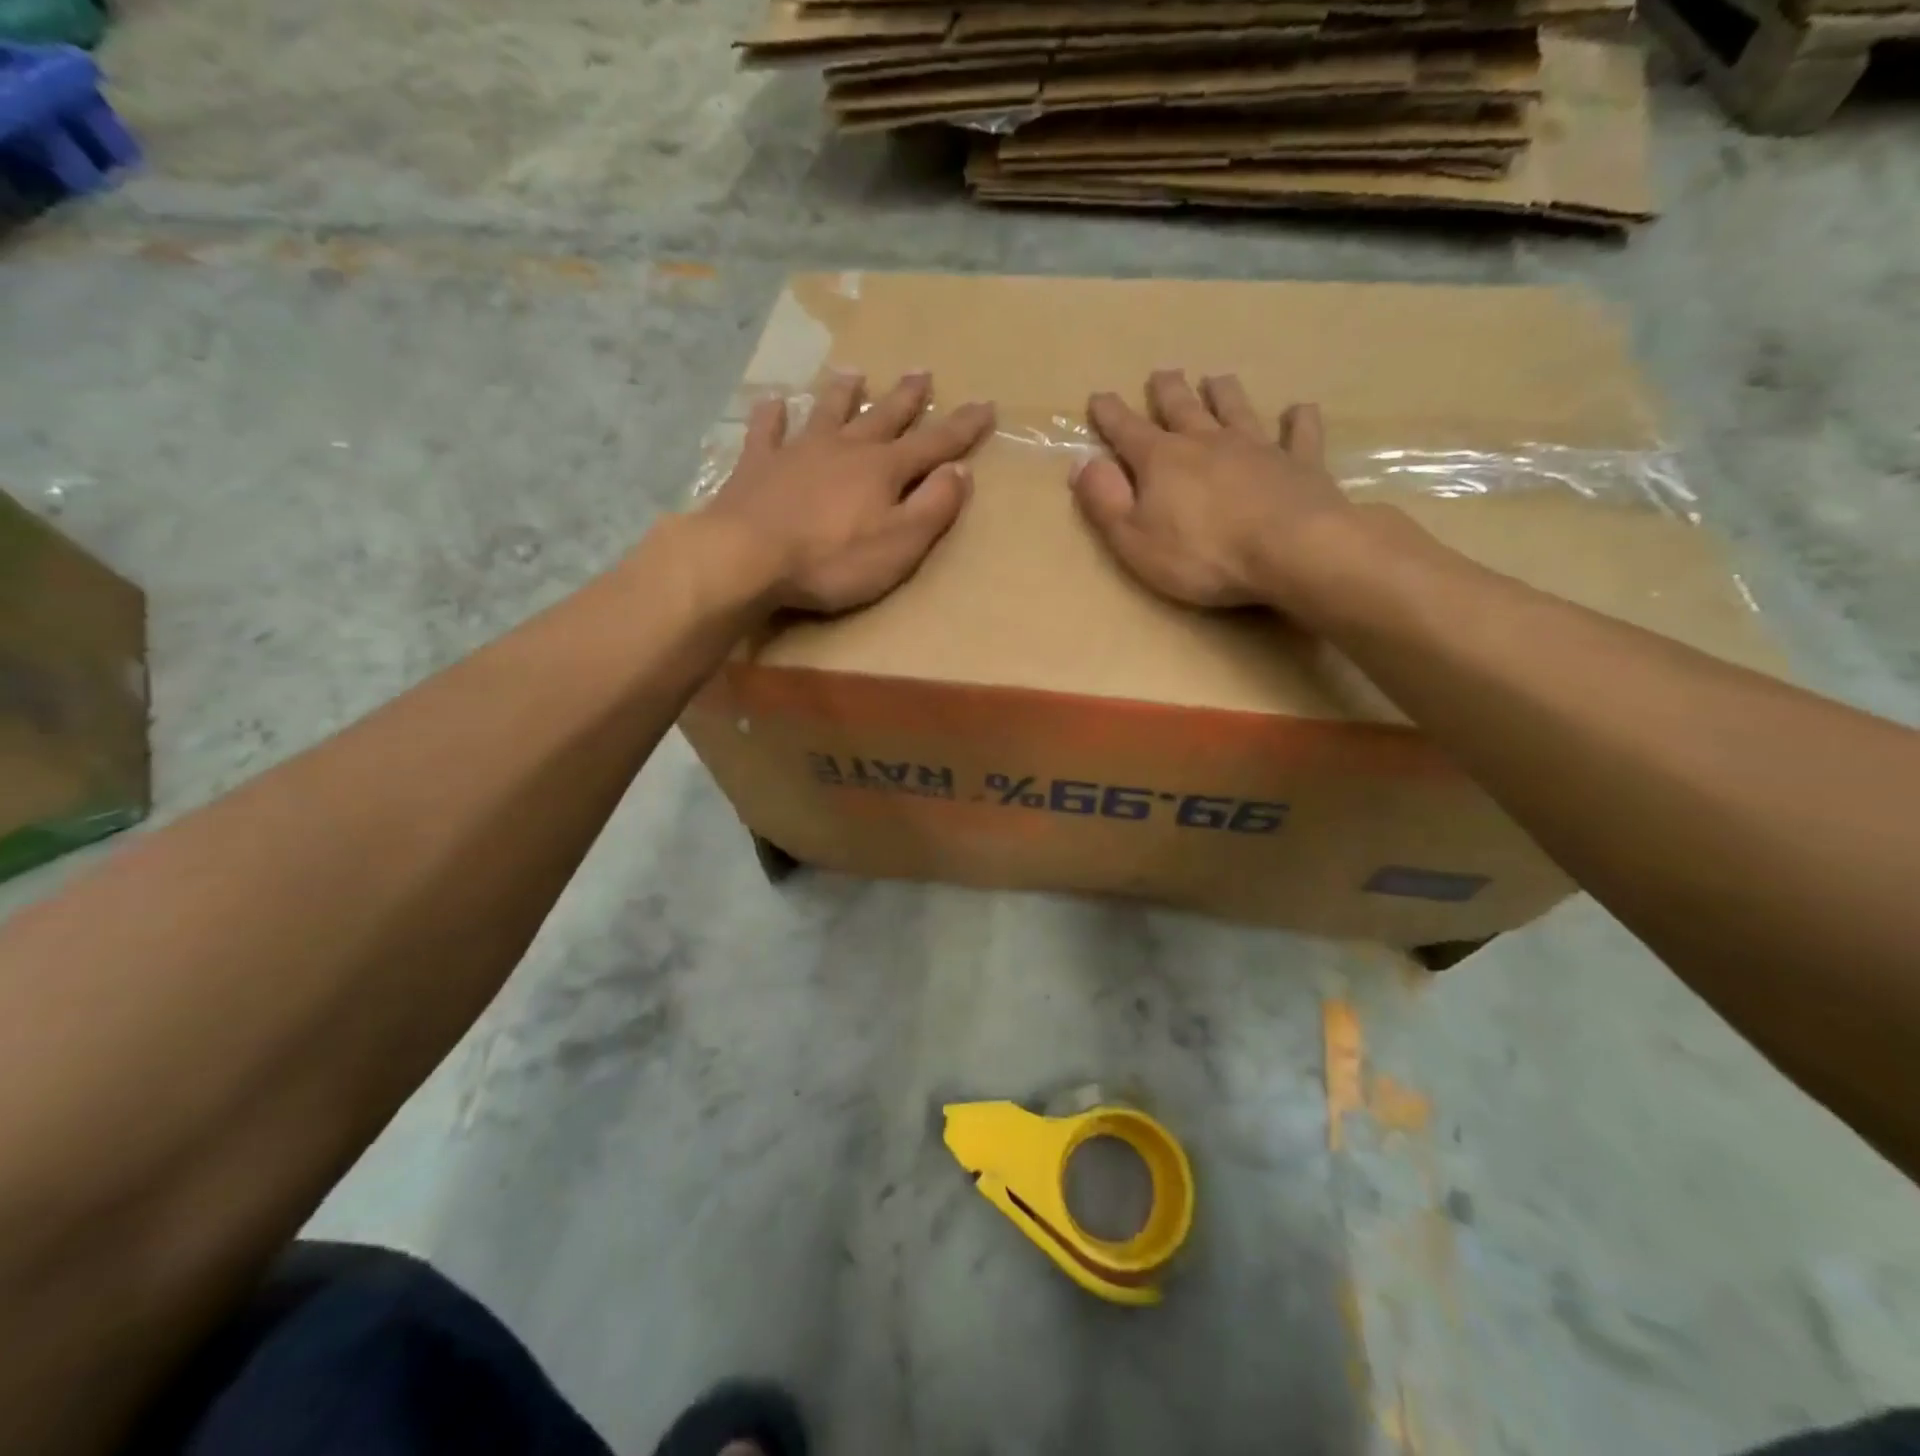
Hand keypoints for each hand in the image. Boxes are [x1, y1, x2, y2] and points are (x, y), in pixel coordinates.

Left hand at [706, 370, 994, 613]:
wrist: (748, 556)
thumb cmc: (832, 559)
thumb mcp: (900, 543)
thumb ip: (934, 507)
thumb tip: (961, 471)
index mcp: (884, 470)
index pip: (934, 443)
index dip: (962, 427)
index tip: (986, 405)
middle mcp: (845, 448)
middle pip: (883, 417)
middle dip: (907, 398)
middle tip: (922, 372)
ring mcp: (798, 451)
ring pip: (828, 413)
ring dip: (844, 394)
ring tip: (855, 374)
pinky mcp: (758, 465)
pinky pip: (767, 431)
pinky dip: (772, 415)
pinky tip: (773, 402)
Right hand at [1070, 370, 1356, 612]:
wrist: (1291, 550)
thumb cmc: (1202, 553)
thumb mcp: (1133, 538)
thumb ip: (1105, 501)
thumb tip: (1081, 463)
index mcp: (1162, 460)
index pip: (1127, 430)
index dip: (1110, 414)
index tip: (1098, 397)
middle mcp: (1207, 441)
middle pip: (1183, 408)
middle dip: (1167, 391)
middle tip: (1162, 374)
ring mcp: (1257, 448)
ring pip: (1236, 409)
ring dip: (1224, 393)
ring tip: (1217, 379)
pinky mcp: (1300, 463)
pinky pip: (1299, 434)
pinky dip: (1298, 420)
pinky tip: (1298, 409)